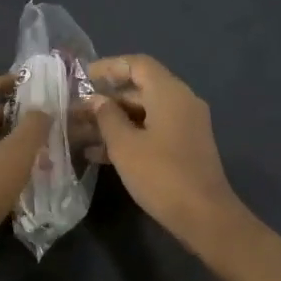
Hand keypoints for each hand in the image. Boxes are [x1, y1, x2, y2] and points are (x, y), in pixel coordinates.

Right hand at [88, 55, 248, 251]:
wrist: (204, 215)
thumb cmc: (161, 175)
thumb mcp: (124, 146)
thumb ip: (107, 117)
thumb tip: (97, 100)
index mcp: (169, 92)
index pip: (138, 64)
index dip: (109, 67)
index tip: (83, 77)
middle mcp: (182, 101)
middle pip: (140, 88)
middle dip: (107, 99)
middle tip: (76, 112)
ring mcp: (186, 125)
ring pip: (145, 112)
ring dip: (114, 121)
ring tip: (81, 134)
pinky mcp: (185, 146)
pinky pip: (153, 130)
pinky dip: (130, 136)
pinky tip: (100, 155)